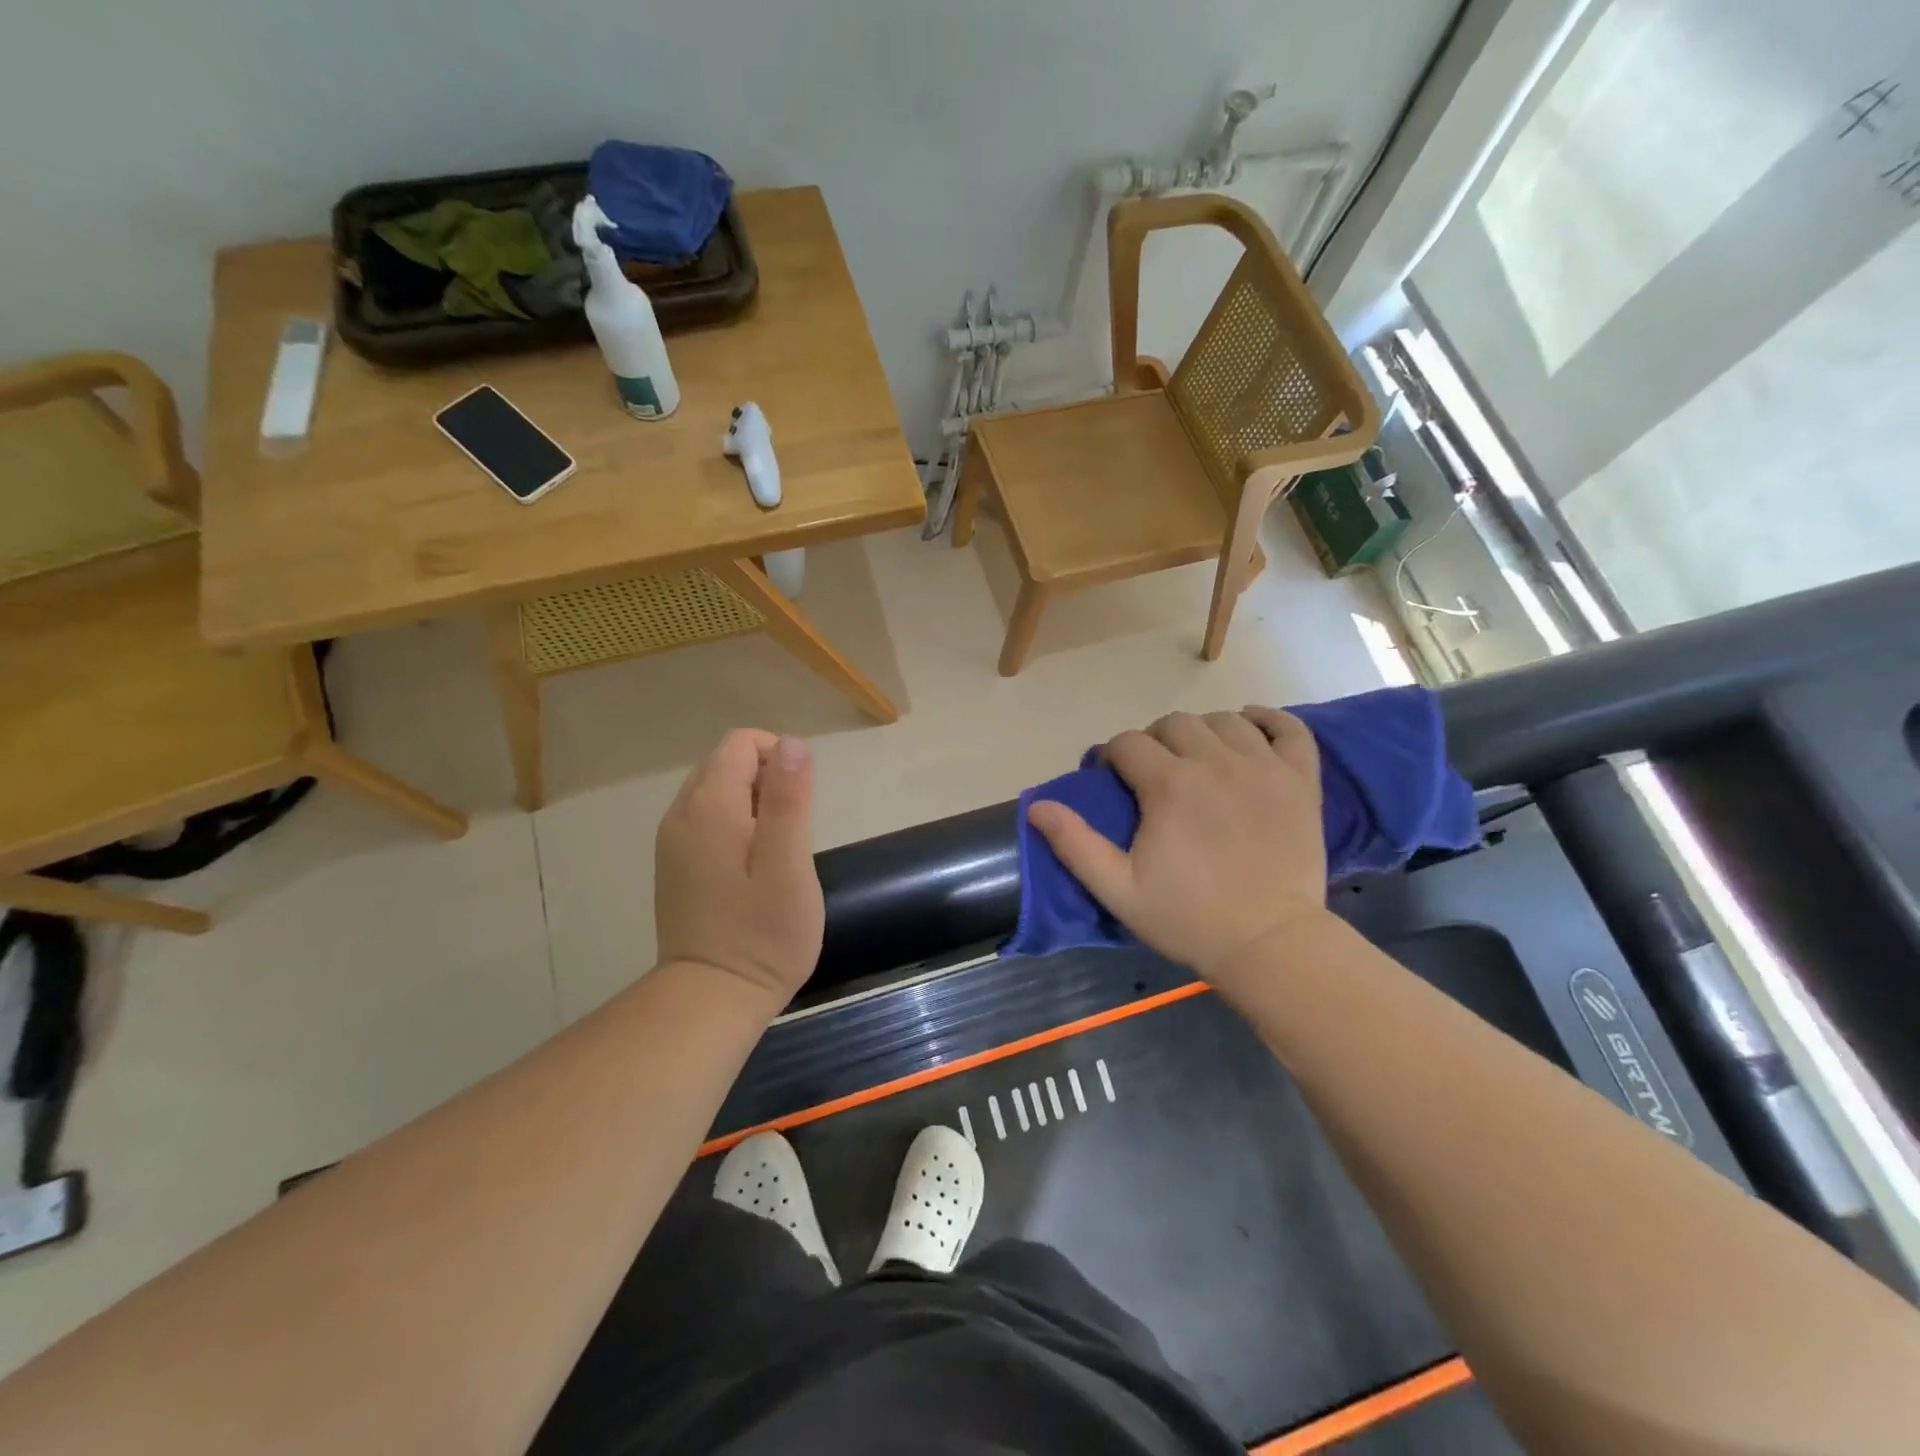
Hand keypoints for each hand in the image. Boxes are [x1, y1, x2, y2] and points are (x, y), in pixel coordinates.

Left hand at [655, 729, 823, 1003]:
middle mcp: (682, 813)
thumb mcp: (789, 864)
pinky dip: (735, 824)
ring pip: (716, 790)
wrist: (710, 999)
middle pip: (726, 762)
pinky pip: (706, 818)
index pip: (742, 743)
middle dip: (767, 780)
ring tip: (775, 852)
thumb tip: (792, 744)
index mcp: (710, 806)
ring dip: (753, 803)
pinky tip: (751, 868)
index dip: (780, 758)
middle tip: (792, 833)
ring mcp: (672, 840)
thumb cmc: (762, 933)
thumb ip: (789, 800)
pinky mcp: (675, 864)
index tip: (801, 804)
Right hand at [1027, 708, 1327, 982]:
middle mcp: (1214, 762)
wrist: (1270, 943)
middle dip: (1153, 741)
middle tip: (1152, 773)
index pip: (1128, 744)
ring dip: (1202, 731)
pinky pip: (1289, 729)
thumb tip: (1036, 805)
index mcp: (1169, 784)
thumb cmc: (1188, 918)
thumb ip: (1075, 844)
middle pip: (1174, 723)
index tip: (1111, 779)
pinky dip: (1269, 720)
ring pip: (1224, 720)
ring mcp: (1263, 767)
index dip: (1112, 757)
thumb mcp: (1118, 889)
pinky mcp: (1300, 781)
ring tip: (1198, 758)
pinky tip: (1250, 727)